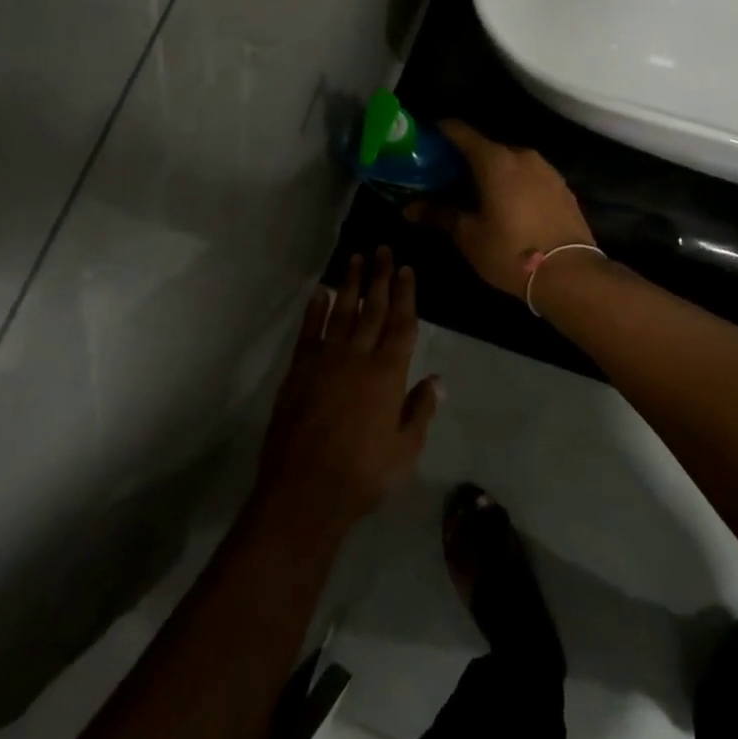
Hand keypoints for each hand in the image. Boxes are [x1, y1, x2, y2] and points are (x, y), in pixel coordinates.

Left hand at [255, 249, 441, 534]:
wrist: (305, 489)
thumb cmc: (363, 474)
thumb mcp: (405, 450)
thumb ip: (420, 410)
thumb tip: (437, 379)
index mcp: (388, 374)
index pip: (401, 324)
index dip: (405, 295)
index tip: (407, 269)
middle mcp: (358, 357)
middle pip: (373, 309)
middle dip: (380, 277)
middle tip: (383, 249)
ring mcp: (326, 360)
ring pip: (342, 312)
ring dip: (351, 284)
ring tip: (356, 258)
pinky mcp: (299, 369)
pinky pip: (310, 330)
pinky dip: (316, 309)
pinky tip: (321, 291)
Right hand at [407, 123, 595, 300]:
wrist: (570, 274)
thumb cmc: (511, 251)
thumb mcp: (469, 236)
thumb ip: (439, 215)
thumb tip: (408, 208)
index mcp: (494, 160)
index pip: (460, 131)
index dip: (439, 132)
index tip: (424, 142)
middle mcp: (522, 155)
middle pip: (485, 147)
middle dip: (464, 159)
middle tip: (445, 179)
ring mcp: (546, 169)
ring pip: (510, 162)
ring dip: (491, 172)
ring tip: (476, 195)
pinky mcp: (562, 187)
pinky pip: (529, 176)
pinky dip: (514, 184)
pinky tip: (507, 207)